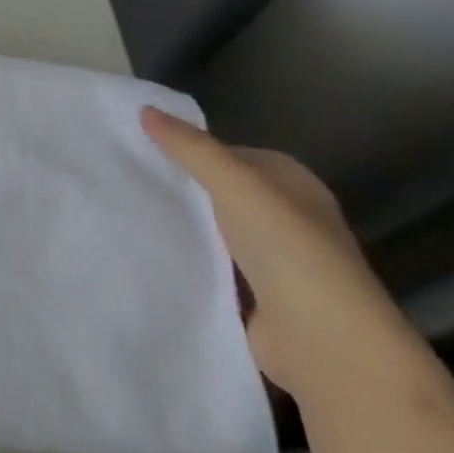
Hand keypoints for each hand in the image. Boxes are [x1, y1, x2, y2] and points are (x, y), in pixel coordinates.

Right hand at [141, 107, 422, 402]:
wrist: (325, 343)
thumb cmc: (287, 247)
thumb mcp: (233, 182)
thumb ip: (189, 146)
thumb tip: (145, 110)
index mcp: (293, 183)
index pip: (230, 153)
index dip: (189, 147)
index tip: (140, 146)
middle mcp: (288, 217)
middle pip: (221, 191)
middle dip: (181, 185)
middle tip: (128, 176)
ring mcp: (276, 261)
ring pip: (214, 229)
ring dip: (183, 225)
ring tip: (128, 210)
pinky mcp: (259, 298)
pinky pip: (212, 266)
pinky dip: (188, 259)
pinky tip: (151, 251)